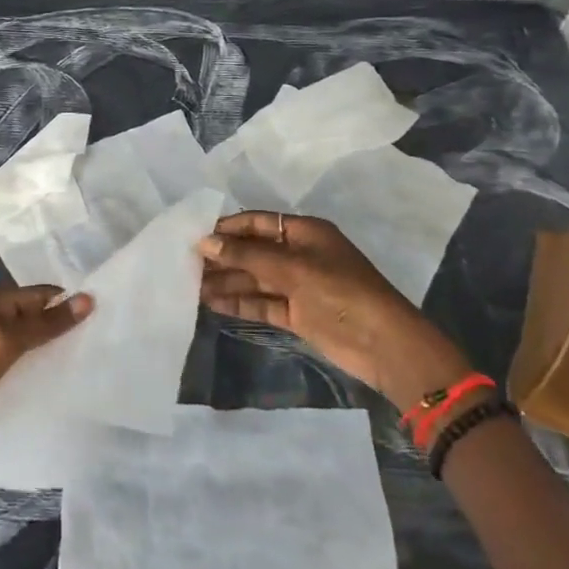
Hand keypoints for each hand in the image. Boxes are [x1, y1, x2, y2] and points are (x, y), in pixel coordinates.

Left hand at [0, 285, 92, 465]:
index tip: (103, 312)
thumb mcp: (6, 342)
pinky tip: (59, 379)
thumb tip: (87, 298)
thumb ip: (45, 323)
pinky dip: (39, 367)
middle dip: (63, 324)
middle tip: (102, 336)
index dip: (68, 300)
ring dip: (53, 347)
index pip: (41, 293)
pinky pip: (21, 364)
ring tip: (89, 357)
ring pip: (30, 341)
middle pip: (36, 316)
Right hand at [198, 212, 471, 409]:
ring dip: (226, 281)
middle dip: (223, 257)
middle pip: (253, 251)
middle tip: (184, 264)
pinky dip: (239, 302)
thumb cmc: (340, 292)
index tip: (193, 235)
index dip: (227, 228)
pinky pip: (262, 303)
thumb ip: (247, 256)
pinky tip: (211, 303)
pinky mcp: (298, 314)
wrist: (384, 345)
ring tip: (190, 285)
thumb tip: (204, 242)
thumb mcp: (292, 268)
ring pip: (255, 279)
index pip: (258, 223)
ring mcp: (299, 286)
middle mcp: (299, 255)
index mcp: (305, 232)